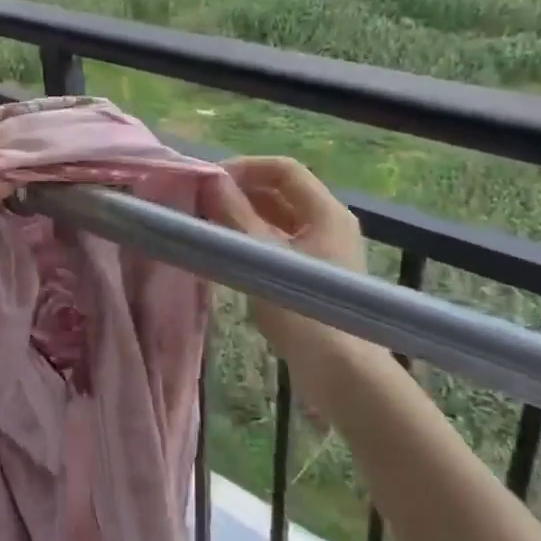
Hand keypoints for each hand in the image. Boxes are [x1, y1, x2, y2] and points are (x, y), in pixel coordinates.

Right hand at [201, 157, 391, 417]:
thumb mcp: (260, 255)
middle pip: (280, 193)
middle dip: (238, 193)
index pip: (282, 170)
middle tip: (200, 203)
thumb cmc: (302, 308)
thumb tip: (210, 180)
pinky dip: (251, 242)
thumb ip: (233, 214)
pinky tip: (224, 254)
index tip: (207, 181)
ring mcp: (323, 252)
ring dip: (241, 218)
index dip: (243, 167)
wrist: (340, 372)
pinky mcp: (313, 277)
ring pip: (277, 220)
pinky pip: (278, 245)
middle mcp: (328, 224)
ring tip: (205, 226)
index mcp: (325, 212)